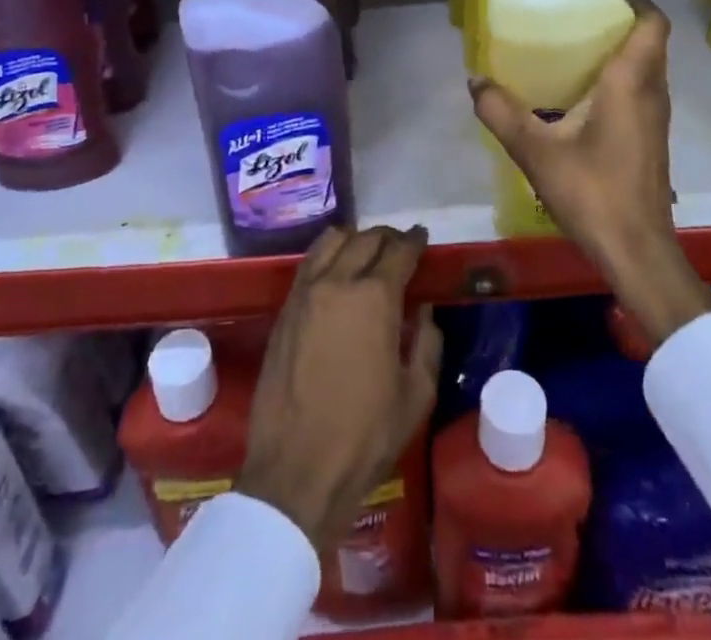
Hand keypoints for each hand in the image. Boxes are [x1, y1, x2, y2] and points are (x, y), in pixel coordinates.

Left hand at [238, 226, 443, 549]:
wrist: (296, 472)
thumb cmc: (365, 437)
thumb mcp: (415, 396)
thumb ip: (426, 343)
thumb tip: (424, 312)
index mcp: (375, 298)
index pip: (399, 251)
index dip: (414, 241)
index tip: (422, 237)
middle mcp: (338, 282)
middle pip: (365, 239)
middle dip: (387, 238)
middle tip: (400, 247)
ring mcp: (305, 293)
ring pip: (331, 241)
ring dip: (354, 240)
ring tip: (366, 253)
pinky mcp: (284, 310)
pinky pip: (308, 264)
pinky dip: (327, 256)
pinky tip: (336, 273)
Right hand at [469, 0, 710, 348]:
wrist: (637, 252)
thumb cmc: (592, 193)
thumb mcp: (535, 152)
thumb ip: (501, 112)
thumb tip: (474, 80)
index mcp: (631, 82)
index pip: (652, 23)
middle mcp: (652, 91)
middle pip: (648, 41)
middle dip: (618, 21)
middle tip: (574, 13)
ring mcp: (656, 117)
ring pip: (646, 67)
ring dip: (620, 50)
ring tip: (573, 45)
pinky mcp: (651, 138)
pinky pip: (641, 89)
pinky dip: (619, 77)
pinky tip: (581, 92)